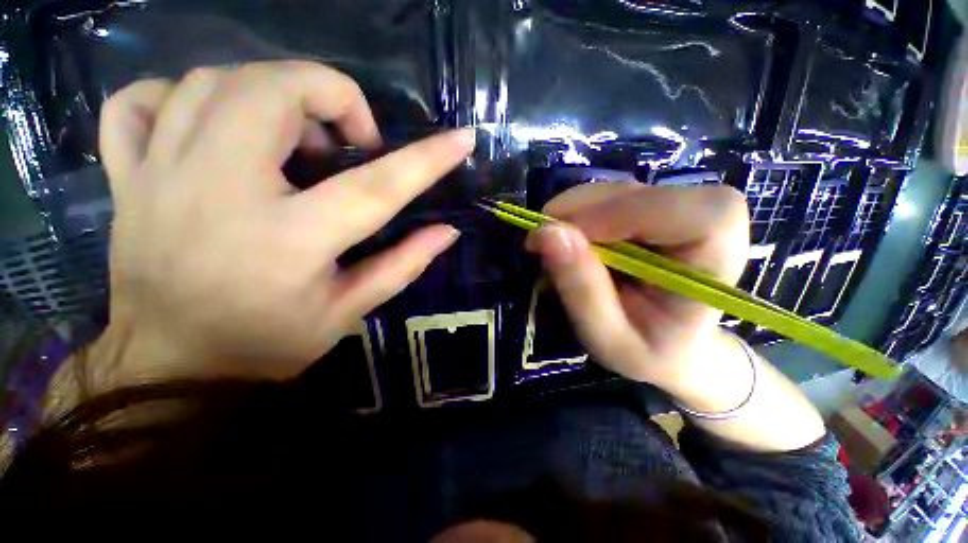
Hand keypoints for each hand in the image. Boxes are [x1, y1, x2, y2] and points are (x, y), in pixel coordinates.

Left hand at [95, 61, 474, 386]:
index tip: (462, 139)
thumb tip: (447, 231)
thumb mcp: (349, 311)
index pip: (377, 185)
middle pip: (276, 91)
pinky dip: (180, 95)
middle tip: (349, 139)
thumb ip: (403, 265)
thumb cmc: (269, 343)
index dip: (428, 159)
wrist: (171, 367)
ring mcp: (159, 177)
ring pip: (212, 81)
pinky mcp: (127, 178)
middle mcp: (219, 193)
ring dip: (271, 91)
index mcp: (290, 241)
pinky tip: (209, 124)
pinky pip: (139, 103)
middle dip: (332, 95)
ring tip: (293, 134)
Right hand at [525, 183, 749, 402]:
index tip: (562, 240)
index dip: (610, 216)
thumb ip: (581, 289)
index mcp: (716, 255)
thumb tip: (546, 232)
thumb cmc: (651, 352)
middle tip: (540, 244)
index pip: (670, 209)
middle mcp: (707, 216)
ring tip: (554, 250)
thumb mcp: (608, 336)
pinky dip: (577, 216)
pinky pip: (606, 198)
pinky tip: (571, 243)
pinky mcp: (654, 205)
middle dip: (577, 215)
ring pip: (613, 191)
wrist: (677, 348)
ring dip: (572, 215)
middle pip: (631, 193)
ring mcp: (679, 205)